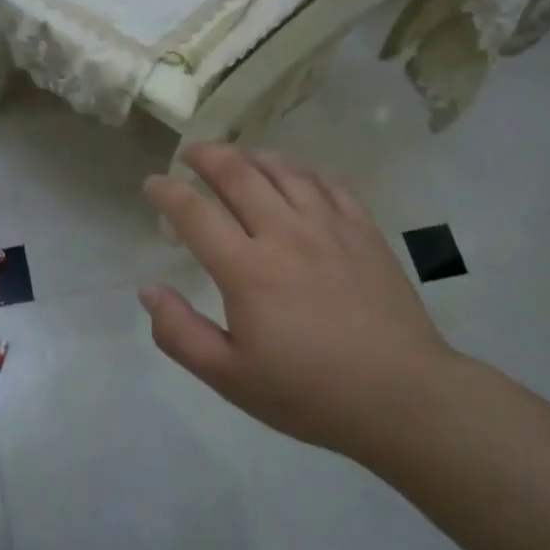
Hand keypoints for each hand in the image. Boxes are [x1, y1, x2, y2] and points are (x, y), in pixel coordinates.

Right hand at [140, 145, 462, 466]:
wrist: (401, 396)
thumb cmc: (309, 393)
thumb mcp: (230, 378)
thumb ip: (180, 333)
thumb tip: (148, 289)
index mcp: (247, 270)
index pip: (195, 213)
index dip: (167, 192)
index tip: (152, 182)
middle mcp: (285, 234)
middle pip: (238, 174)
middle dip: (207, 155)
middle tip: (190, 153)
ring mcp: (329, 227)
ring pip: (283, 170)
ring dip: (251, 156)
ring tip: (236, 156)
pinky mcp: (364, 231)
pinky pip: (327, 184)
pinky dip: (301, 171)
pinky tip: (294, 176)